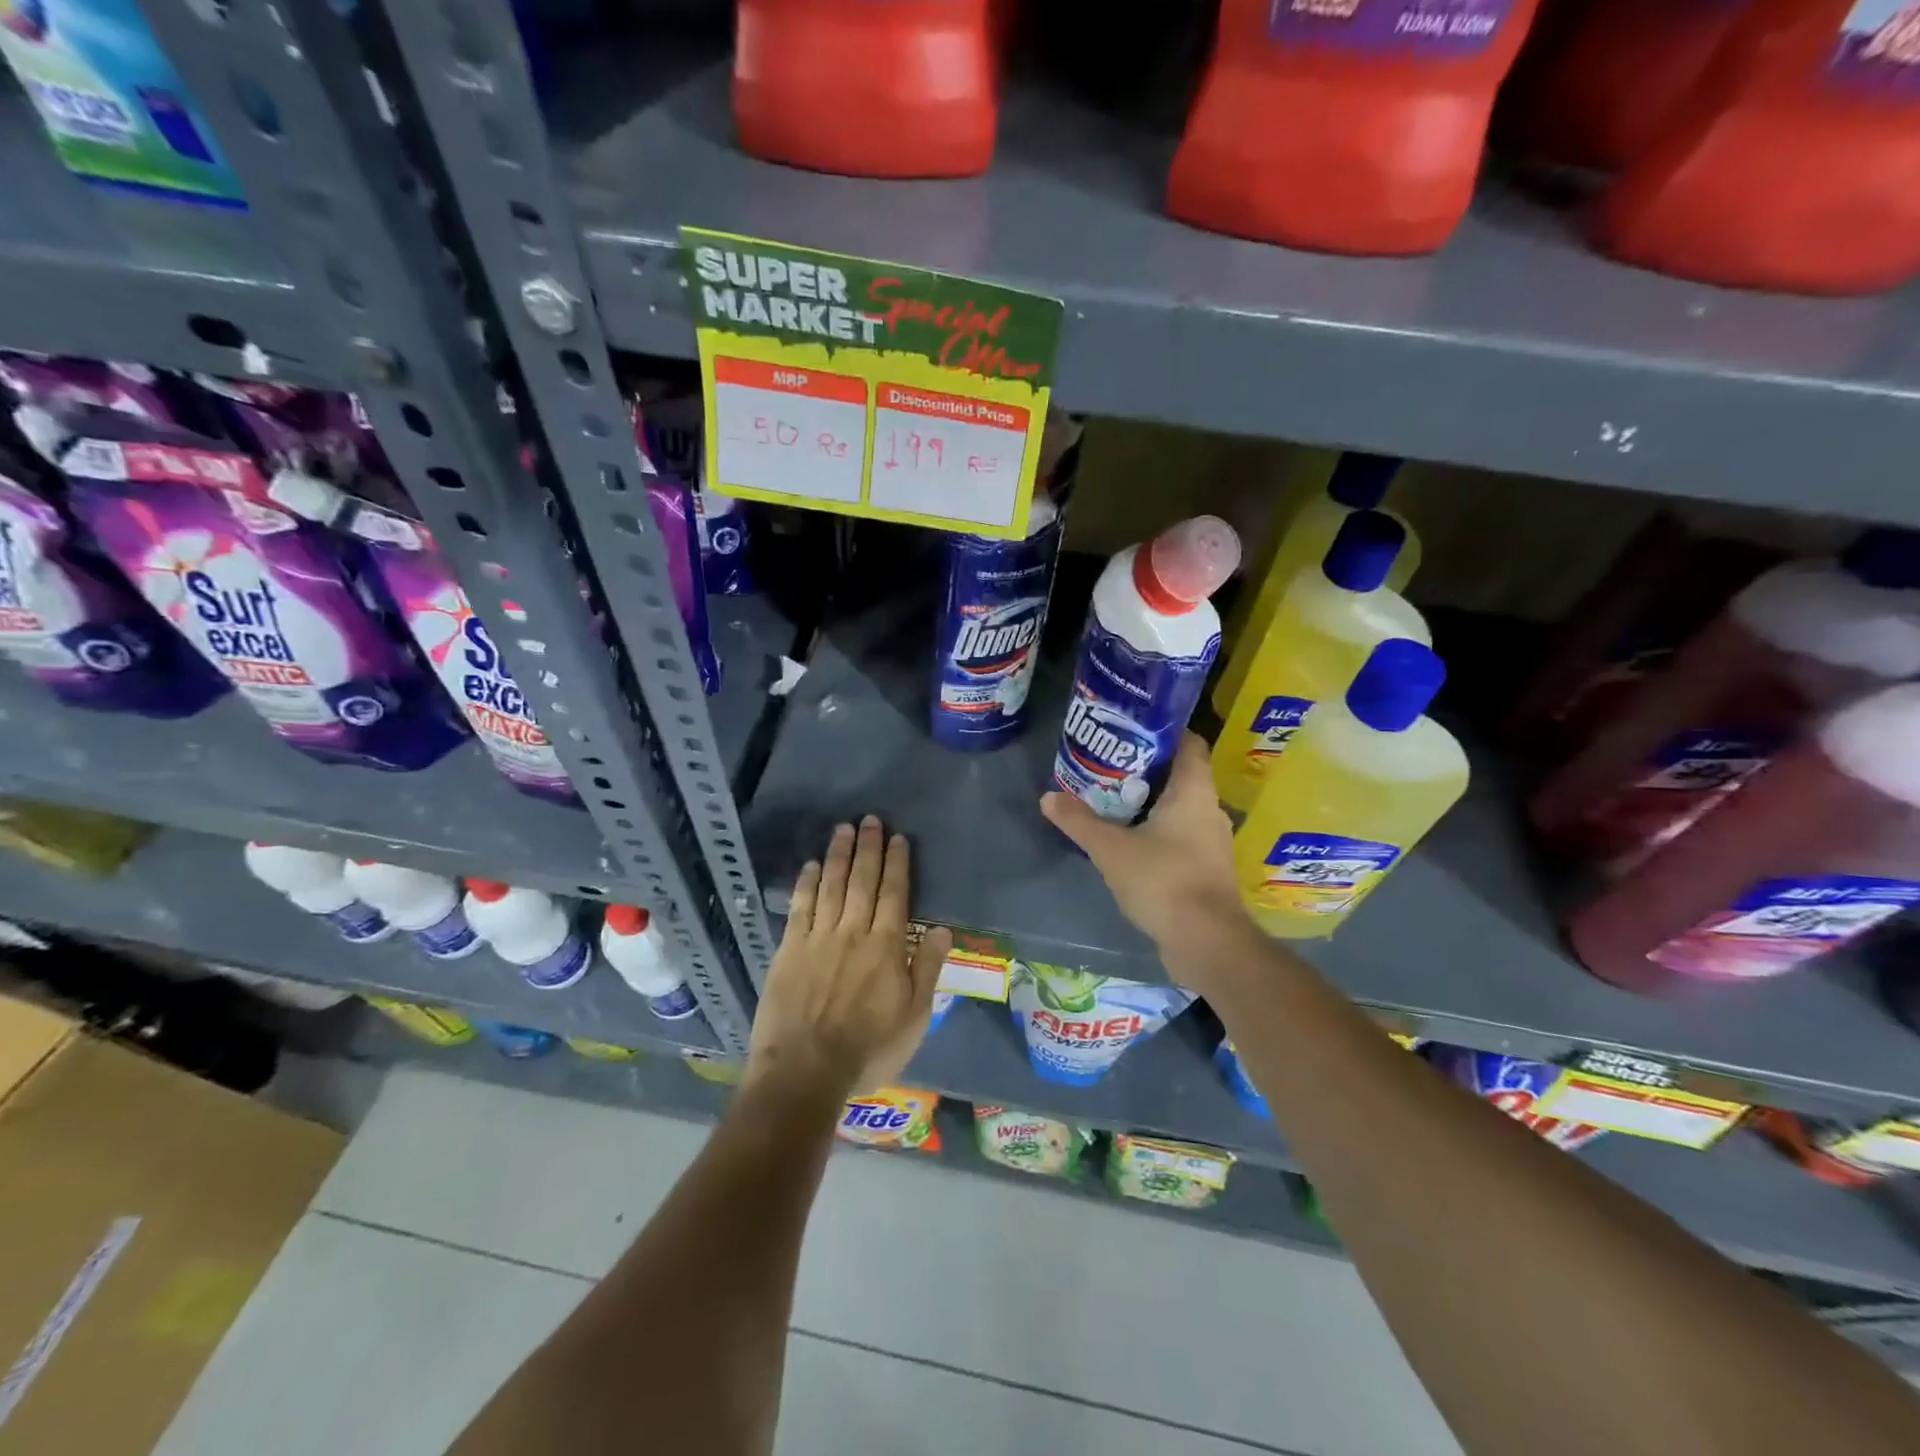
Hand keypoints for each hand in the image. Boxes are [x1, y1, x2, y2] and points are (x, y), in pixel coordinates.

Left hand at [747, 816, 951, 1097]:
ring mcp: (818, 938)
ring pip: (831, 886)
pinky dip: (807, 884)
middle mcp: (853, 932)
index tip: (897, 838)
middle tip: (870, 819)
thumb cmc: (868, 1049)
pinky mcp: (789, 950)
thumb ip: (928, 969)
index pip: (895, 894)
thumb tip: (944, 929)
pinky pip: (800, 908)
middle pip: (862, 881)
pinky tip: (811, 865)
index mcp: (887, 947)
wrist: (805, 1071)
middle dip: (868, 848)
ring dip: (838, 855)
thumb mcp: (914, 1017)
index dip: (897, 864)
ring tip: (843, 829)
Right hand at [1040, 733, 1256, 990]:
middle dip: (1147, 769)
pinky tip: (1132, 843)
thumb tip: (1048, 797)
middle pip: (1182, 776)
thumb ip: (1079, 821)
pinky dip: (1159, 833)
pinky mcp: (1207, 870)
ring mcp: (1212, 842)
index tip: (1132, 729)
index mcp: (1194, 792)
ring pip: (1181, 809)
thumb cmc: (1163, 880)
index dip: (1164, 732)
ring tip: (1114, 802)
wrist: (1206, 942)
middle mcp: (1210, 810)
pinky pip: (1182, 837)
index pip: (1189, 744)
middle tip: (1109, 766)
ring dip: (1152, 804)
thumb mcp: (1111, 849)